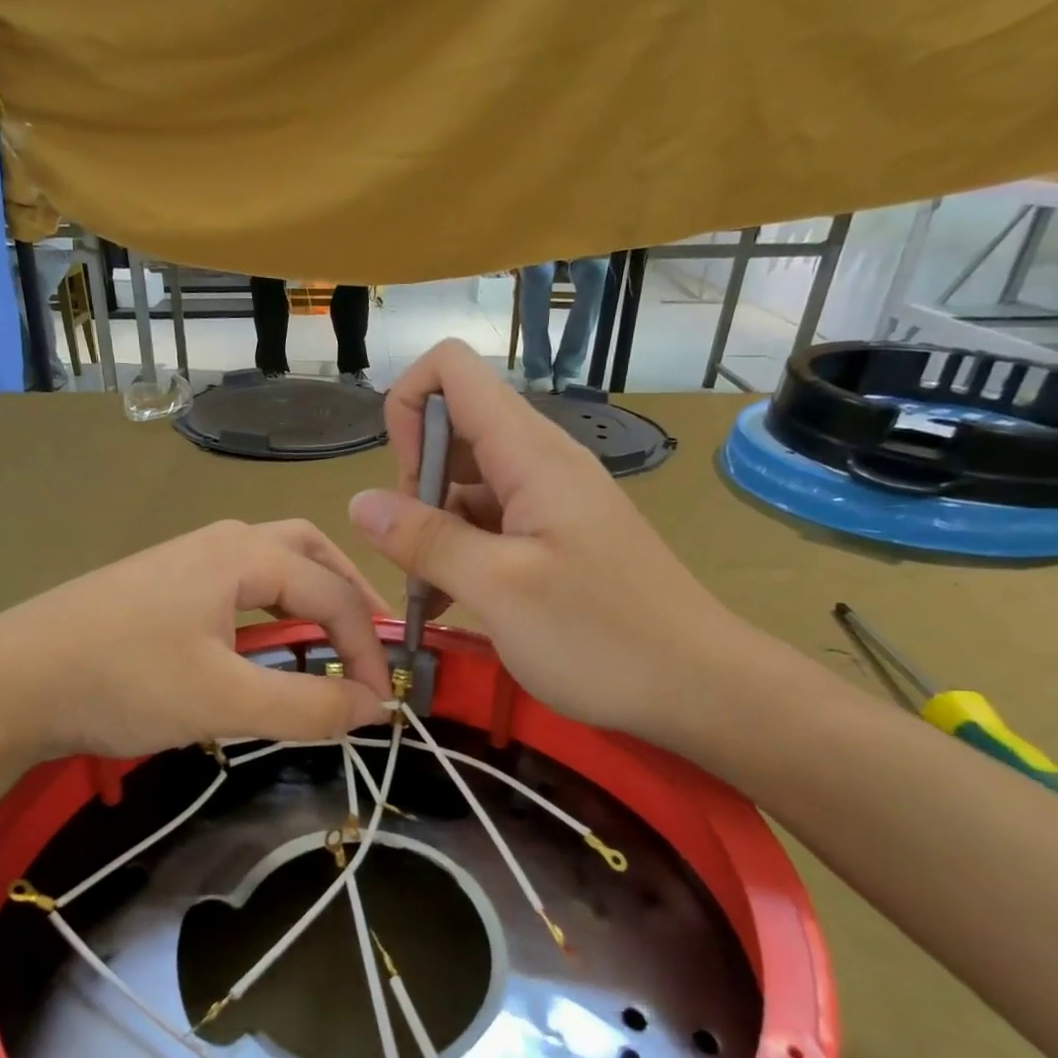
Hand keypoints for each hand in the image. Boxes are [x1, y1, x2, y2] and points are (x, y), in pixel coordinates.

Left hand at [0, 520, 392, 762]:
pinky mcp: (161, 588)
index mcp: (242, 554)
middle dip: (348, 594)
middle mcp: (220, 542)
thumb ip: (306, 706)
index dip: (367, 648)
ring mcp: (185, 561)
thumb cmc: (122, 680)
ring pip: (271, 565)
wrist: (8, 682)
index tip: (379, 703)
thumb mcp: (223, 699)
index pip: (333, 593)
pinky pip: (238, 587)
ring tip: (328, 641)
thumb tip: (371, 708)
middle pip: (308, 552)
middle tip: (369, 642)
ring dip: (310, 597)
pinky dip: (271, 609)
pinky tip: (262, 645)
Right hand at [347, 340, 770, 748]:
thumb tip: (359, 502)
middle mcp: (539, 462)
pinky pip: (490, 523)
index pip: (453, 370)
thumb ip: (426, 540)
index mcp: (531, 454)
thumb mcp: (499, 589)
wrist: (698, 687)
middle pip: (454, 430)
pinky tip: (453, 604)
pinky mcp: (554, 538)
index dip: (410, 409)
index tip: (403, 485)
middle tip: (416, 556)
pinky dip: (460, 553)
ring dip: (433, 529)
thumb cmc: (601, 636)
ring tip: (430, 595)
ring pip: (466, 484)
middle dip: (414, 484)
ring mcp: (549, 501)